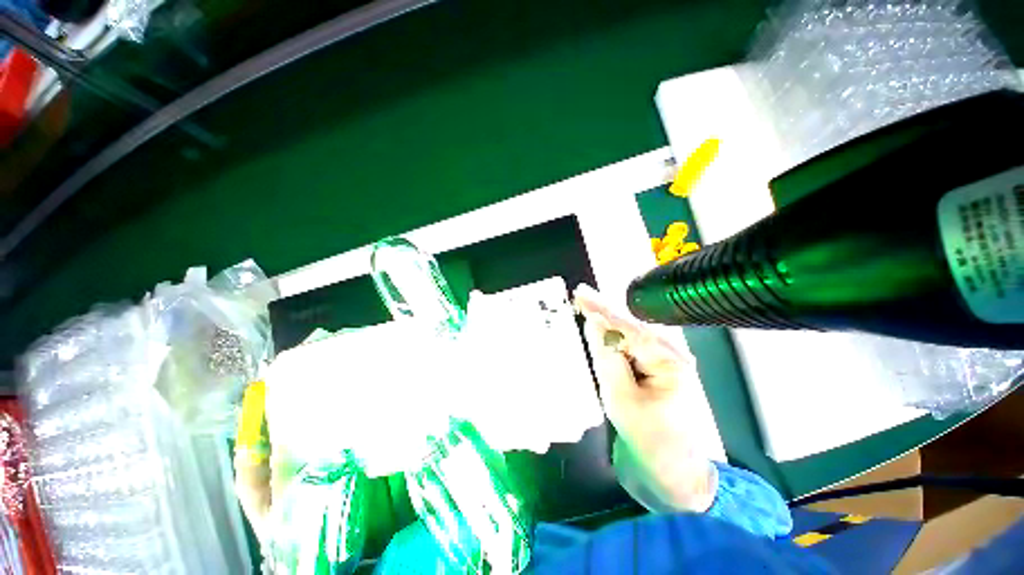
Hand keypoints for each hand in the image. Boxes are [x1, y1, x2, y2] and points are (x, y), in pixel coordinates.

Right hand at [574, 284, 716, 512]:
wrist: (669, 474)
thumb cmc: (650, 441)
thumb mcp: (622, 400)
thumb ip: (608, 358)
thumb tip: (595, 324)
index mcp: (670, 362)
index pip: (628, 329)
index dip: (602, 310)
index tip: (579, 293)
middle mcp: (669, 355)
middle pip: (629, 326)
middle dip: (603, 311)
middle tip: (579, 294)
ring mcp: (661, 362)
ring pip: (627, 335)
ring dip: (605, 322)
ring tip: (584, 305)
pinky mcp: (651, 370)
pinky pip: (627, 348)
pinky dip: (610, 339)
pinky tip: (597, 329)